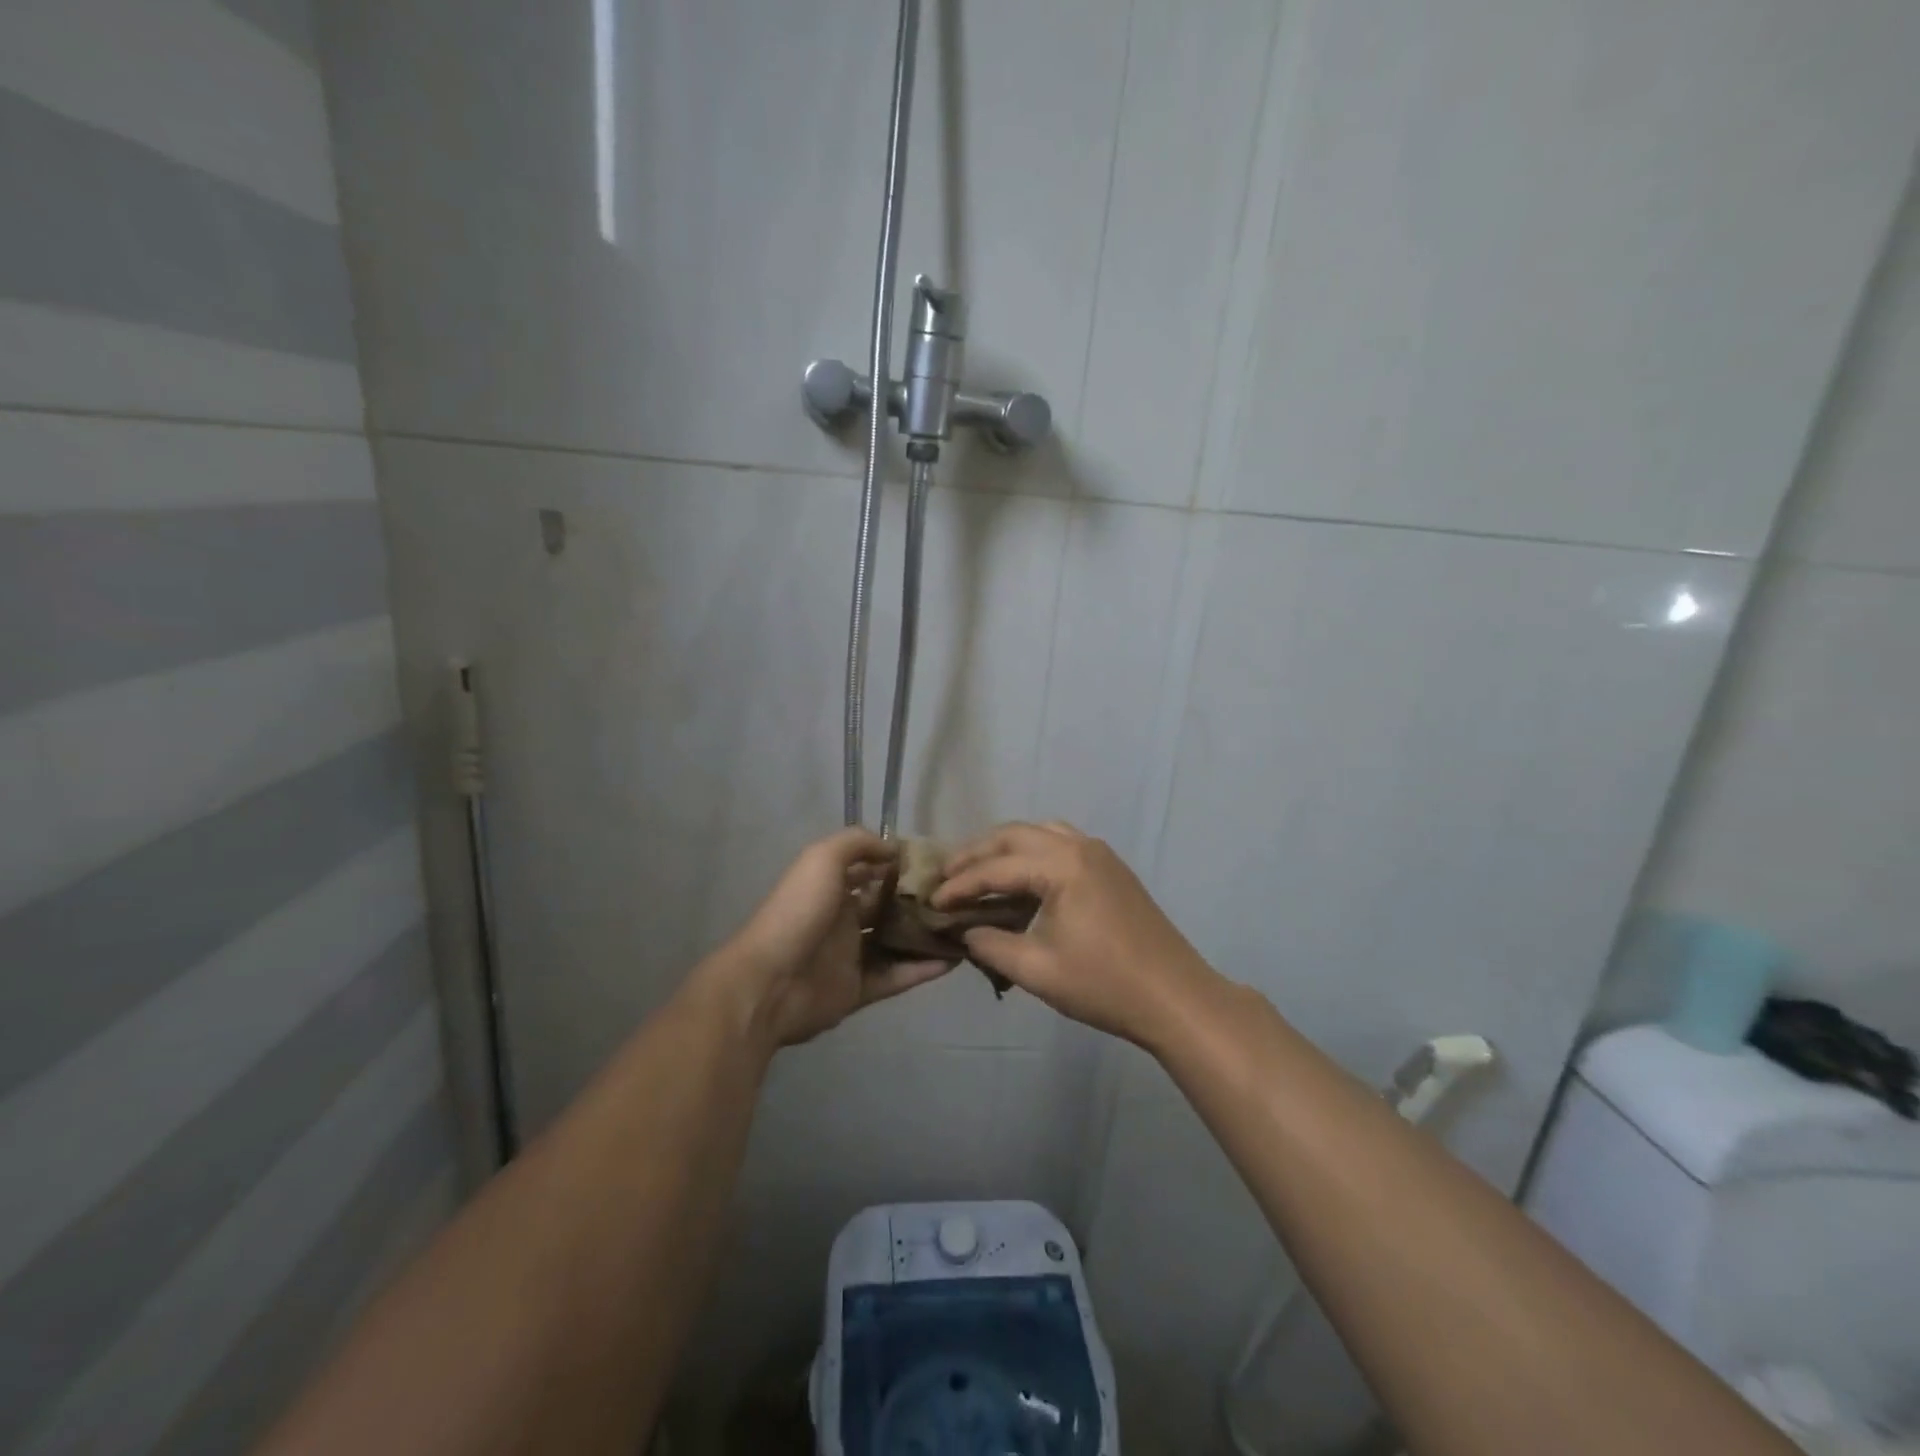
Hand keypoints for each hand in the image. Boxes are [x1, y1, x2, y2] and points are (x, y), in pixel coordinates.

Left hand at [717, 827, 953, 1047]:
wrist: (770, 981)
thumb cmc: (798, 912)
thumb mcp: (822, 858)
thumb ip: (858, 844)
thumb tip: (894, 848)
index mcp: (831, 887)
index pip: (871, 870)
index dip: (900, 864)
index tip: (937, 862)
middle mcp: (842, 918)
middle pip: (887, 906)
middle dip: (918, 900)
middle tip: (958, 896)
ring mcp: (850, 955)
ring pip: (896, 942)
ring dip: (925, 935)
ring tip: (964, 927)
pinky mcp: (858, 989)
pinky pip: (896, 977)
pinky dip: (922, 970)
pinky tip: (954, 960)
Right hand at [933, 822, 1215, 1046]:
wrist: (1175, 997)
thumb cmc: (1104, 984)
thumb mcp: (1036, 970)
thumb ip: (990, 945)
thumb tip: (964, 931)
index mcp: (1061, 865)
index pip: (996, 867)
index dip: (959, 885)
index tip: (932, 901)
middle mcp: (1079, 846)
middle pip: (1014, 835)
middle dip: (976, 853)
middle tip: (946, 875)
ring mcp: (1099, 853)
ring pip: (1039, 833)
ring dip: (1005, 847)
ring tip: (979, 871)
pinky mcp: (1111, 868)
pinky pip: (1061, 843)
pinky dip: (1032, 852)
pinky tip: (1021, 878)